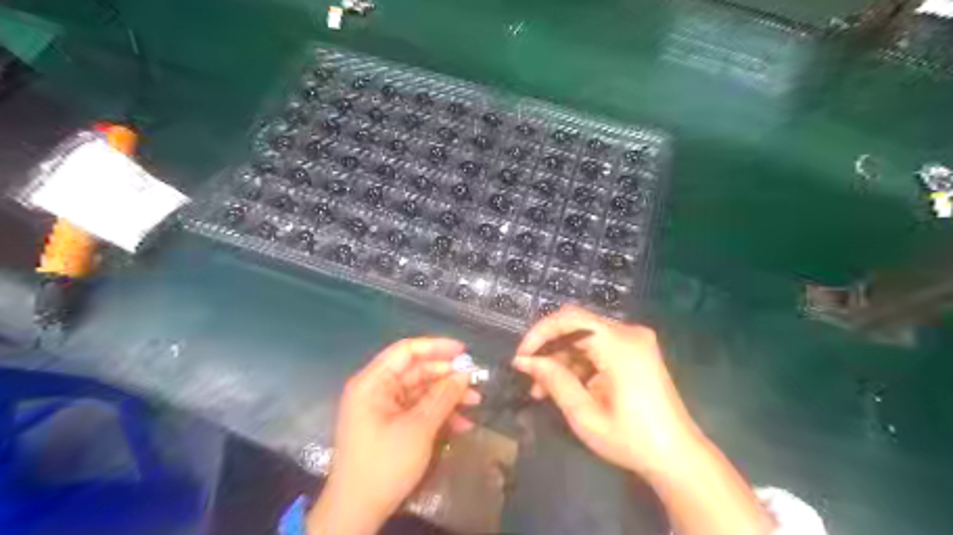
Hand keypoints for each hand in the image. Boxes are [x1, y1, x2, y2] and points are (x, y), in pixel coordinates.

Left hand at [309, 339, 479, 534]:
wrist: (357, 512)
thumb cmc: (384, 464)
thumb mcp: (418, 428)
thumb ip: (442, 397)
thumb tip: (465, 374)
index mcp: (373, 383)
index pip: (406, 351)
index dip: (436, 347)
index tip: (464, 352)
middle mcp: (377, 390)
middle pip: (416, 371)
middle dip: (447, 376)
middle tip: (476, 381)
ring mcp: (384, 409)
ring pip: (421, 392)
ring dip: (447, 396)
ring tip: (475, 402)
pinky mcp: (391, 425)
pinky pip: (418, 410)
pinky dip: (439, 414)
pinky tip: (462, 423)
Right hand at [515, 306, 696, 476]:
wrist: (678, 456)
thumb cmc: (632, 440)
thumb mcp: (585, 414)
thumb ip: (554, 380)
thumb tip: (523, 360)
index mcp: (620, 344)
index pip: (569, 319)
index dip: (540, 333)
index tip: (522, 357)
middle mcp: (629, 333)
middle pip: (576, 327)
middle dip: (549, 350)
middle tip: (531, 379)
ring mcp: (635, 340)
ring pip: (584, 337)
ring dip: (561, 359)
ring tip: (543, 390)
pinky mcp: (635, 350)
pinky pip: (597, 346)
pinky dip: (578, 363)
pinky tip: (566, 387)